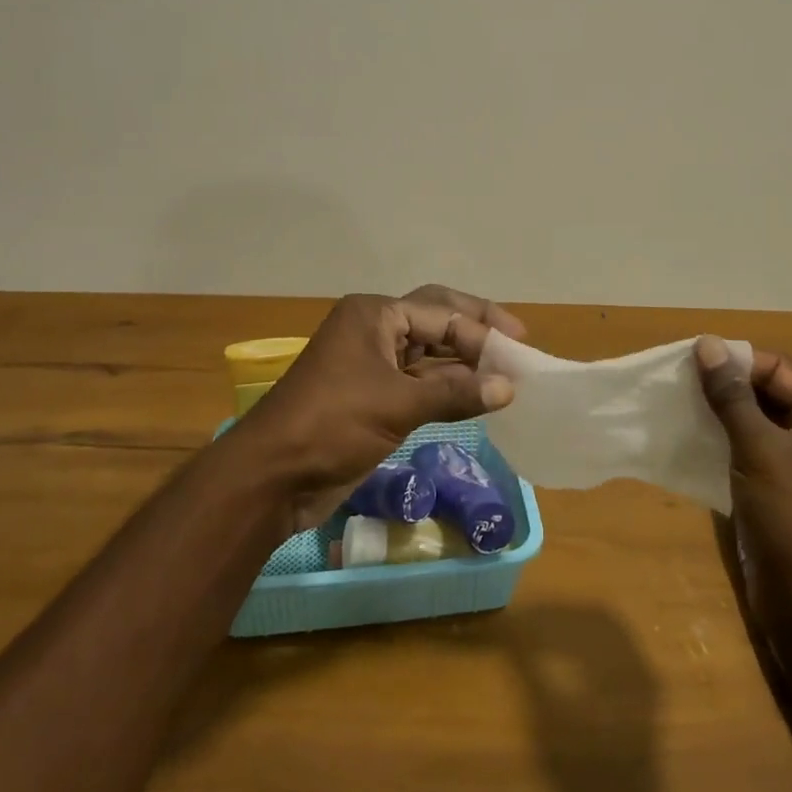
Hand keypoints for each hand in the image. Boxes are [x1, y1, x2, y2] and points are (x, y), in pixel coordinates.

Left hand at [236, 286, 524, 530]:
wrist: (272, 478)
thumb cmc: (332, 425)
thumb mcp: (397, 404)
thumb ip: (455, 393)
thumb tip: (509, 388)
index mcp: (374, 315)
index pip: (440, 313)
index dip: (482, 330)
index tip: (519, 350)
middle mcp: (374, 331)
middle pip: (435, 322)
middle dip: (475, 332)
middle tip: (517, 344)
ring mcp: (371, 365)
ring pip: (428, 357)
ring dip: (464, 366)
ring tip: (506, 376)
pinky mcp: (372, 398)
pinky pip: (419, 385)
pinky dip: (447, 391)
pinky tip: (477, 399)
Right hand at [695, 336, 791, 619]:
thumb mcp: (760, 450)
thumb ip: (731, 395)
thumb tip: (707, 343)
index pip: (780, 369)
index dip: (735, 361)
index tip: (687, 358)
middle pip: (772, 391)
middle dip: (727, 386)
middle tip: (678, 380)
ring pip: (761, 420)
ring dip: (723, 413)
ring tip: (679, 403)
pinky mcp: (790, 488)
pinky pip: (757, 448)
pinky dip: (728, 439)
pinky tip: (694, 435)